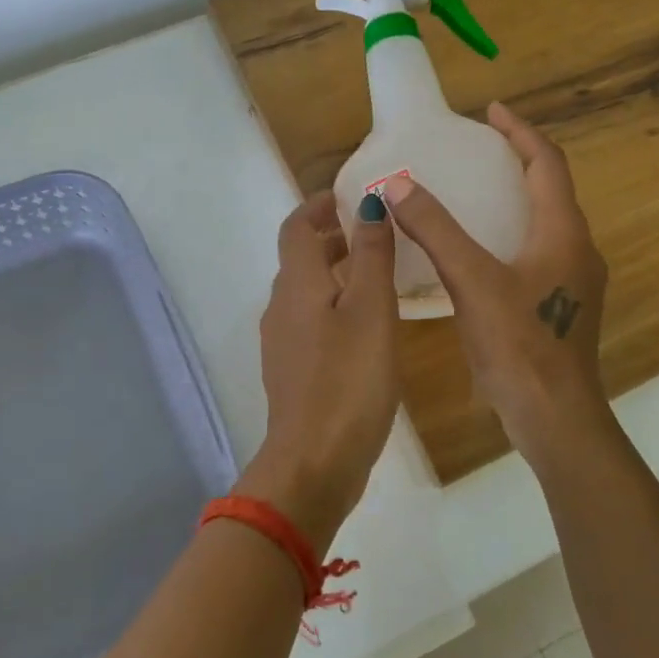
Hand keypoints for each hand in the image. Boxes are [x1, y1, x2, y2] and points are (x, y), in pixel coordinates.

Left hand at [243, 190, 399, 546]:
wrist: (314, 462)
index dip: (317, 206)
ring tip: (377, 275)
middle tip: (373, 233)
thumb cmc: (349, 379)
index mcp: (297, 284)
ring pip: (307, 292)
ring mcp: (283, 343)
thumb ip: (371, 254)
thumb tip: (368, 203)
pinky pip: (311, 322)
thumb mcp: (372, 309)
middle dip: (331, 238)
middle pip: (300, 259)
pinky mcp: (293, 372)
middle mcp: (281, 307)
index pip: (295, 227)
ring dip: (335, 273)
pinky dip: (334, 306)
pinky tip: (366, 326)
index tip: (347, 196)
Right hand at [381, 103, 609, 469]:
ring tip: (474, 190)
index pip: (547, 163)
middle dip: (517, 161)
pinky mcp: (559, 306)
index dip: (520, 132)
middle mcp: (576, 249)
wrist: (555, 417)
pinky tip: (477, 250)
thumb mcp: (472, 280)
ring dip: (514, 198)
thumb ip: (435, 230)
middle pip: (550, 189)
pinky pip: (536, 251)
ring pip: (544, 222)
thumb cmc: (520, 344)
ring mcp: (572, 281)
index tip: (491, 111)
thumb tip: (397, 184)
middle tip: (476, 149)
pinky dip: (510, 232)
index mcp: (563, 233)